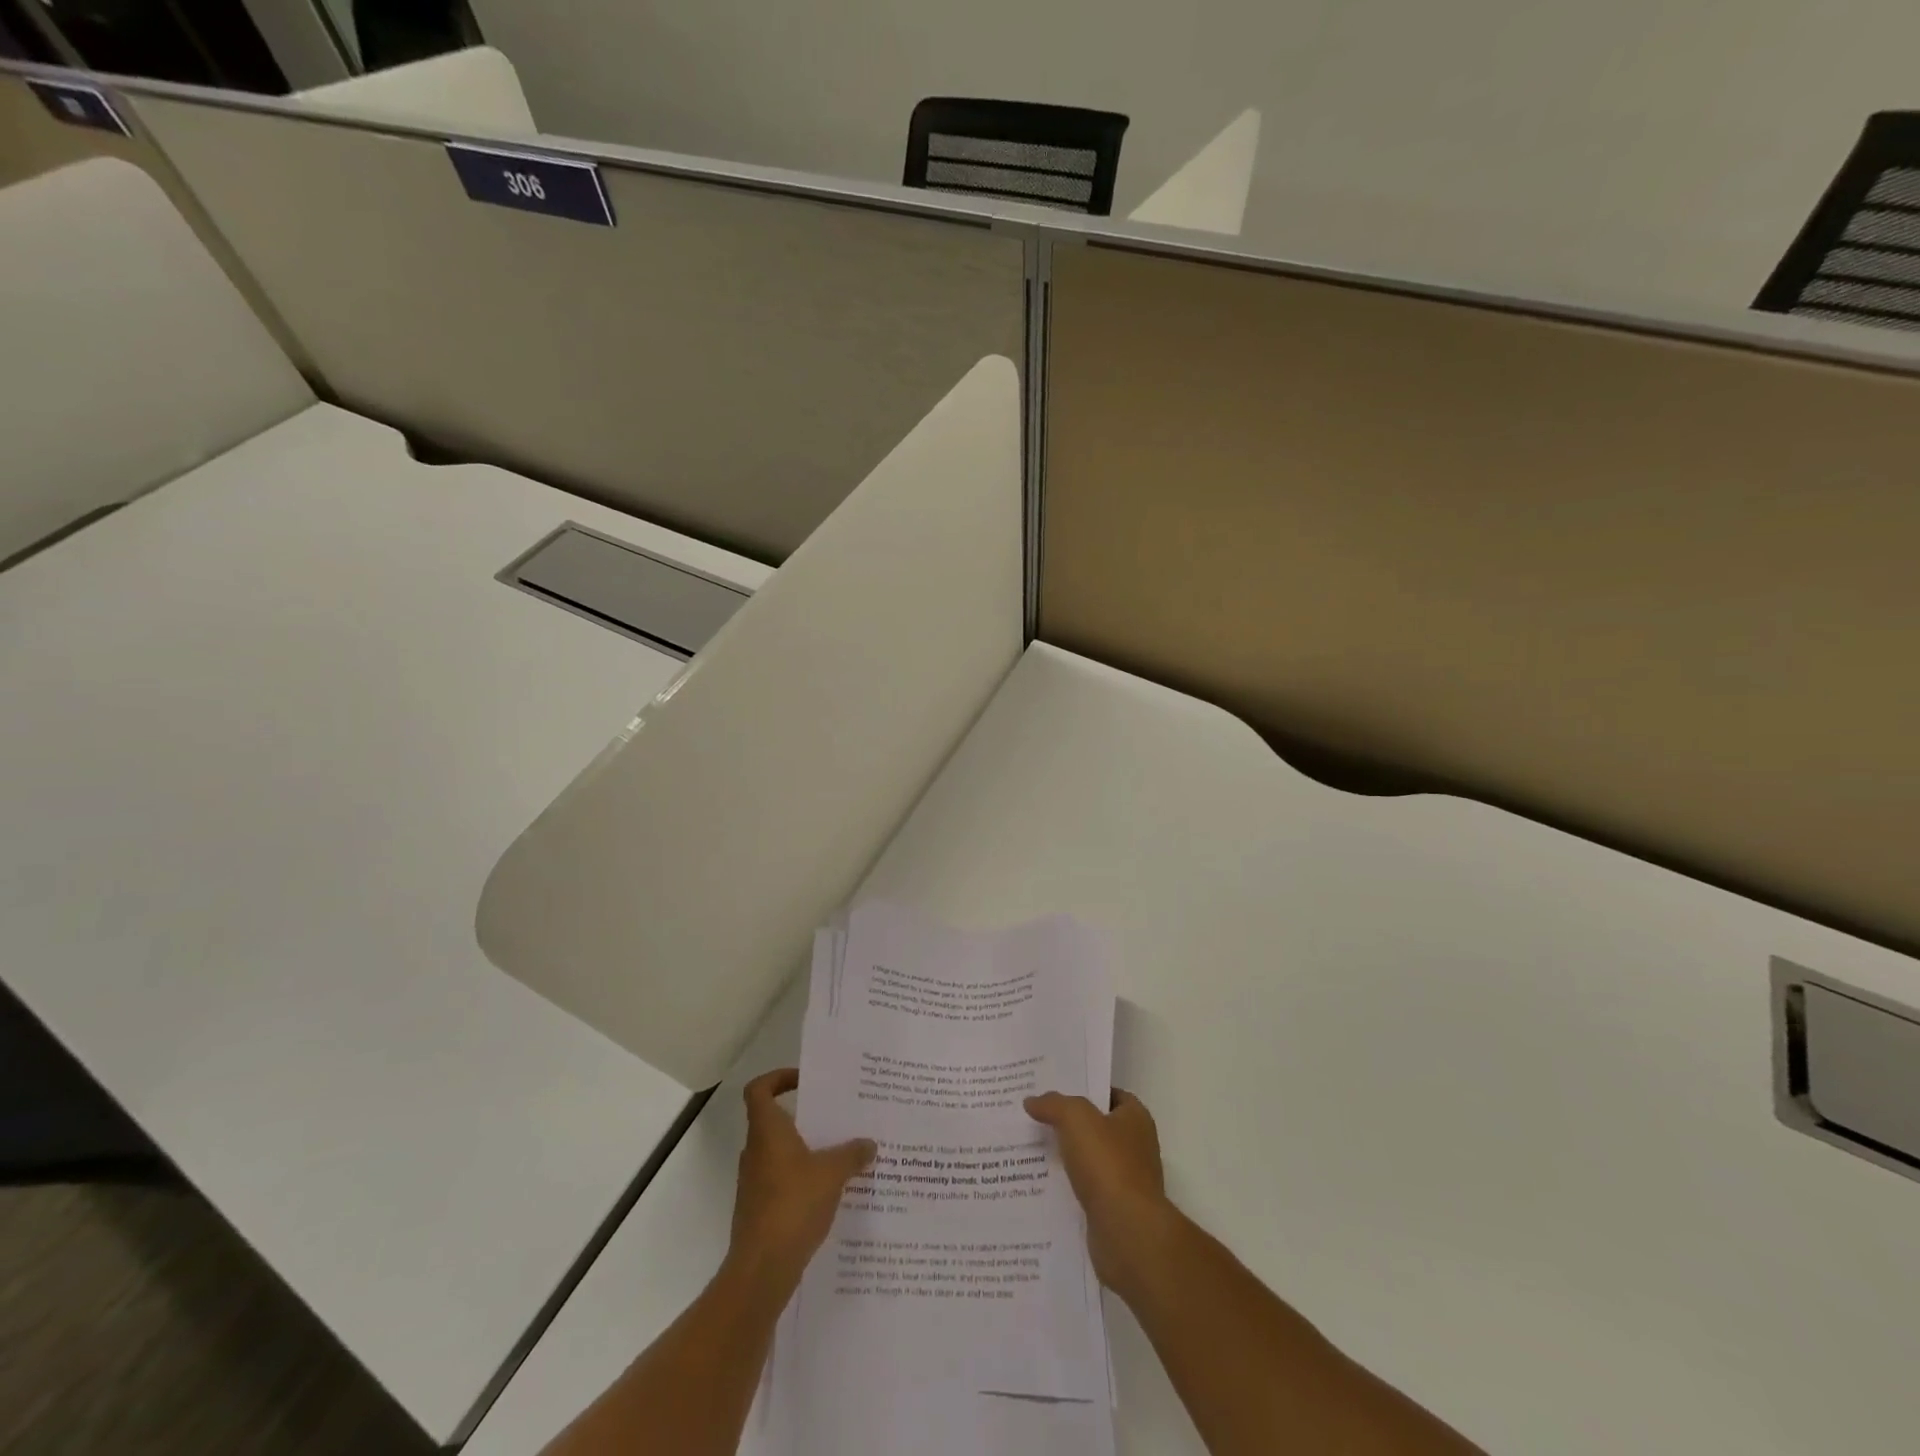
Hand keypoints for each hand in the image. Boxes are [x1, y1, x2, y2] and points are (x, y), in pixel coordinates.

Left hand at [727, 1068, 875, 1293]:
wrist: (761, 1269)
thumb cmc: (793, 1205)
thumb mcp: (833, 1173)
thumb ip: (852, 1154)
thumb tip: (870, 1143)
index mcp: (767, 1131)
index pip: (759, 1089)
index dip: (778, 1078)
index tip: (805, 1081)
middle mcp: (756, 1151)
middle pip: (775, 1121)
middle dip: (805, 1118)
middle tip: (837, 1117)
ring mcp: (755, 1182)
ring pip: (781, 1153)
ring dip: (806, 1150)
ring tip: (841, 1153)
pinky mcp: (760, 1209)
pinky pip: (783, 1181)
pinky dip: (803, 1179)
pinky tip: (831, 1191)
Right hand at [1026, 1087, 1177, 1298]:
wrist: (1126, 1232)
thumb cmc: (1108, 1164)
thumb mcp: (1076, 1119)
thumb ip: (1054, 1104)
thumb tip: (1032, 1101)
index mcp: (1136, 1119)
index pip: (1111, 1094)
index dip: (1085, 1089)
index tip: (1055, 1091)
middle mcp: (1136, 1147)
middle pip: (1098, 1127)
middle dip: (1070, 1124)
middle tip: (1036, 1117)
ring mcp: (1126, 1181)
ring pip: (1089, 1160)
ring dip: (1066, 1157)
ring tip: (1030, 1148)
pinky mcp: (1114, 1211)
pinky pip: (1085, 1190)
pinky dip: (1067, 1186)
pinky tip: (1041, 1183)